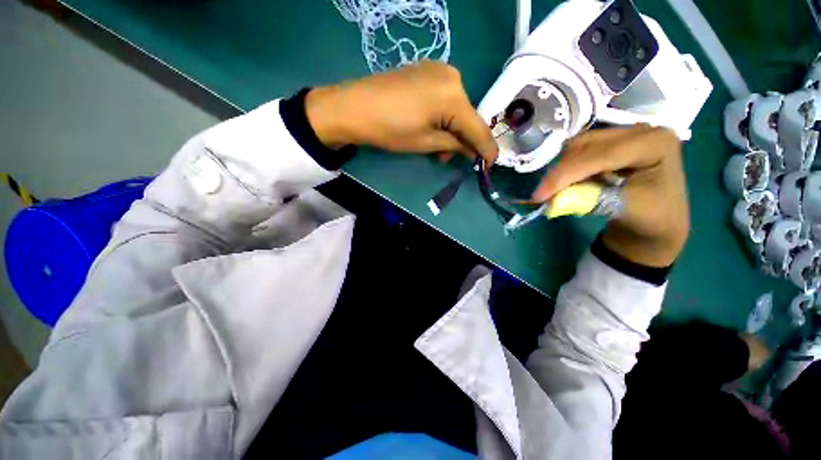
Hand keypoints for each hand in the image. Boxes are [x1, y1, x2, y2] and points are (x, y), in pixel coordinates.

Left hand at [305, 61, 497, 162]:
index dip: (486, 148)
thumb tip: (473, 151)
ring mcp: (438, 70)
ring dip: (451, 130)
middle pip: (467, 116)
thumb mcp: (426, 143)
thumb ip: (454, 145)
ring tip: (439, 149)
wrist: (353, 107)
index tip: (492, 163)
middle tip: (454, 159)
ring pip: (456, 108)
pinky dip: (442, 117)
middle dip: (464, 140)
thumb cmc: (390, 130)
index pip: (477, 127)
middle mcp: (452, 77)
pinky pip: (444, 98)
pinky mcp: (426, 71)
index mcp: (454, 95)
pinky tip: (432, 129)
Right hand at [533, 125, 688, 266]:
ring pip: (577, 147)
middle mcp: (640, 131)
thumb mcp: (623, 210)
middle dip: (561, 172)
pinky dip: (567, 170)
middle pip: (585, 144)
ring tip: (557, 192)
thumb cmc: (651, 218)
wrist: (658, 222)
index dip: (565, 174)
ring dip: (562, 171)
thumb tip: (551, 200)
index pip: (601, 154)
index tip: (538, 196)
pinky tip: (569, 184)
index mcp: (655, 143)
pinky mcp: (611, 143)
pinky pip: (578, 152)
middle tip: (543, 197)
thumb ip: (588, 200)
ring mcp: (624, 135)